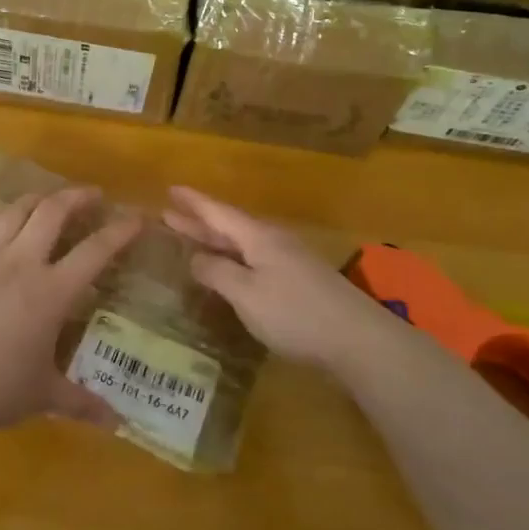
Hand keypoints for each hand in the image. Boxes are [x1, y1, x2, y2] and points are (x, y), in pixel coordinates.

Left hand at [0, 186, 140, 437]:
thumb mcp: (44, 395)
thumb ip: (82, 402)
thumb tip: (116, 422)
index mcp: (52, 293)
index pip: (95, 252)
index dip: (119, 232)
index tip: (136, 218)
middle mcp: (21, 264)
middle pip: (52, 212)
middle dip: (76, 197)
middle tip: (92, 196)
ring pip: (13, 212)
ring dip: (35, 200)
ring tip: (47, 200)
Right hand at [163, 186, 387, 372]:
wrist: (359, 340)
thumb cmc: (295, 314)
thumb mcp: (247, 294)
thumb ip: (218, 273)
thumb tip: (195, 258)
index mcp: (258, 238)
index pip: (218, 213)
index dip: (194, 202)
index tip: (171, 189)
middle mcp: (273, 242)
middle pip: (230, 226)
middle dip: (199, 221)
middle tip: (170, 213)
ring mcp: (290, 261)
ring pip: (243, 244)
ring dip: (216, 240)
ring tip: (193, 239)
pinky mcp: (299, 282)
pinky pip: (256, 260)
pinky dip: (234, 259)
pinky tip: (231, 270)